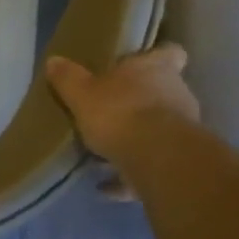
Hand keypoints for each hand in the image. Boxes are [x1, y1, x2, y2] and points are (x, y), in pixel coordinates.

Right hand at [46, 44, 199, 198]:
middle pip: (163, 91)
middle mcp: (177, 94)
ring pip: (160, 128)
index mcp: (157, 69)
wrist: (158, 161)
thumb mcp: (81, 92)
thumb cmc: (120, 113)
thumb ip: (68, 77)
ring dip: (138, 137)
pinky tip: (106, 186)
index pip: (170, 52)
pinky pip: (151, 164)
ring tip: (105, 150)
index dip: (156, 56)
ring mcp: (184, 130)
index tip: (140, 64)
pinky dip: (131, 173)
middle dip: (140, 100)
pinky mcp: (181, 162)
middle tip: (110, 109)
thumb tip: (54, 60)